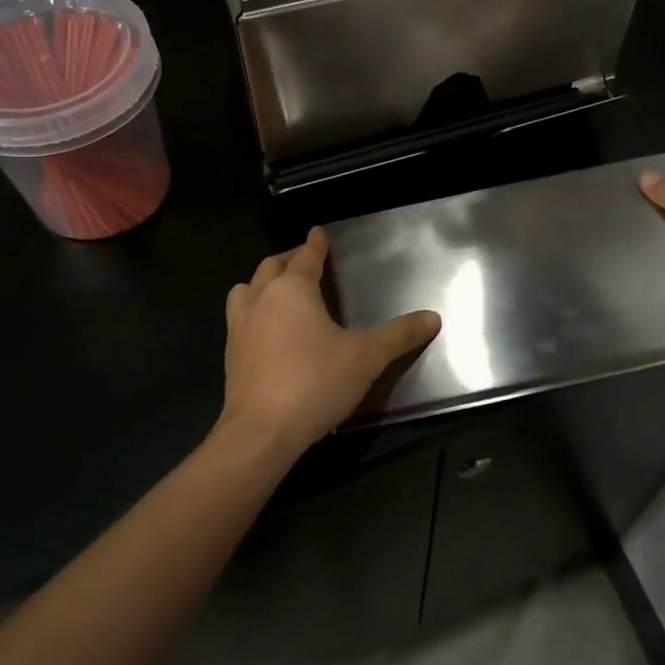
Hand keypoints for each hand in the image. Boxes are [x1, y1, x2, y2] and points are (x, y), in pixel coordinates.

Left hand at [218, 227, 440, 459]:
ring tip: (280, 290)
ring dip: (263, 283)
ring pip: (246, 290)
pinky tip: (269, 330)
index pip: (306, 256)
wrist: (261, 432)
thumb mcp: (367, 357)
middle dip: (290, 259)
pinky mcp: (231, 355)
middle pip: (272, 266)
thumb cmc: (315, 382)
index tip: (320, 232)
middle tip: (306, 259)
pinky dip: (254, 311)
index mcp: (292, 289)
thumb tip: (433, 318)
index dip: (316, 244)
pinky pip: (240, 318)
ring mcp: (240, 327)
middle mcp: (261, 299)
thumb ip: (399, 335)